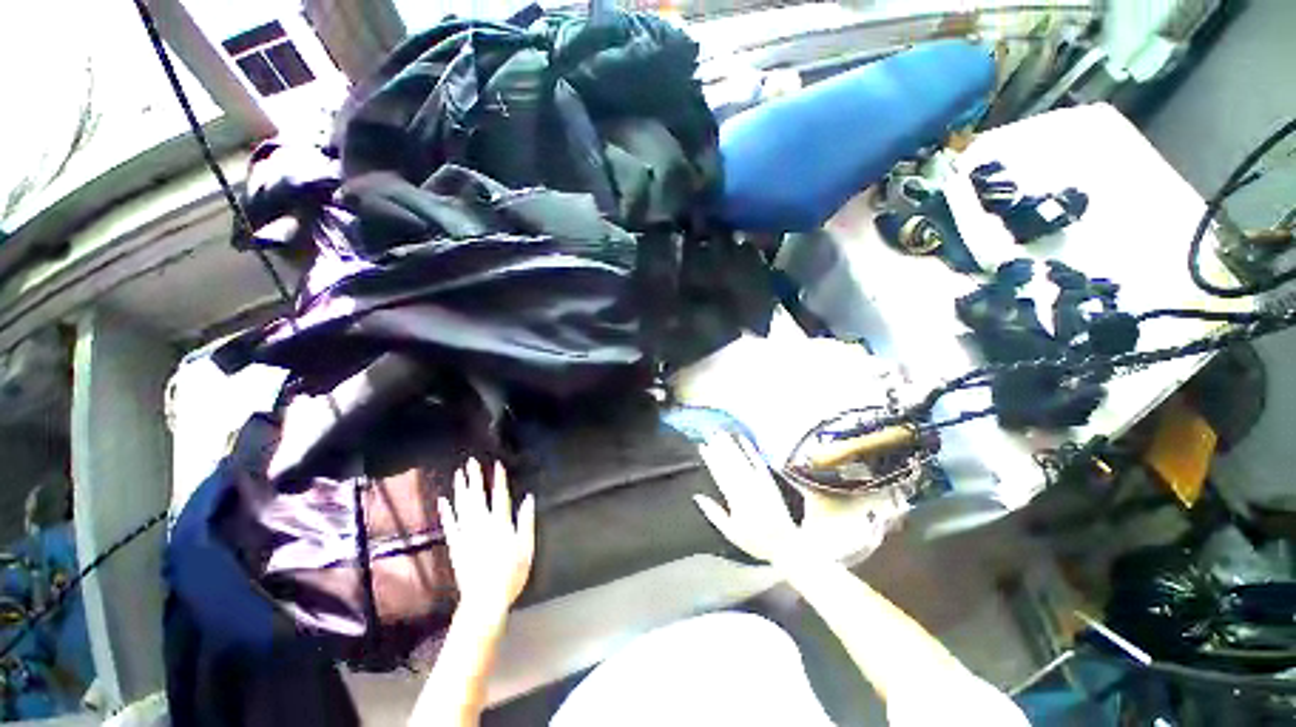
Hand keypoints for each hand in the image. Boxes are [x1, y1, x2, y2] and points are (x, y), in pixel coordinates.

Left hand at [438, 459, 535, 612]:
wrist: (485, 599)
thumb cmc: (511, 573)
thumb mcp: (526, 547)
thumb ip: (526, 521)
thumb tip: (529, 498)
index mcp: (501, 524)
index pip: (500, 496)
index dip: (498, 480)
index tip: (497, 464)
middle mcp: (482, 525)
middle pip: (477, 496)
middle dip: (474, 478)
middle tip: (471, 461)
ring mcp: (466, 534)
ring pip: (462, 506)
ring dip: (460, 489)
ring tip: (459, 474)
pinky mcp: (455, 545)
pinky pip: (450, 524)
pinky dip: (446, 511)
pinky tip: (443, 500)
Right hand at [693, 434, 805, 564]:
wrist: (786, 544)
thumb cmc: (755, 541)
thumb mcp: (730, 532)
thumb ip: (714, 513)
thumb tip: (697, 497)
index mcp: (735, 499)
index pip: (719, 474)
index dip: (710, 459)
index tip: (702, 447)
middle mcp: (747, 487)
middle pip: (730, 463)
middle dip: (719, 447)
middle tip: (710, 433)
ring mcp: (760, 483)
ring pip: (742, 460)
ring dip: (731, 445)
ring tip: (721, 433)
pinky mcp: (770, 481)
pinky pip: (759, 462)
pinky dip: (751, 449)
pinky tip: (744, 439)